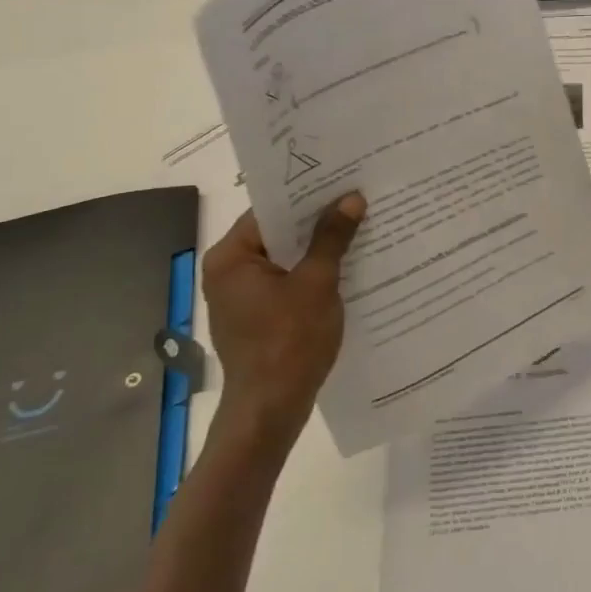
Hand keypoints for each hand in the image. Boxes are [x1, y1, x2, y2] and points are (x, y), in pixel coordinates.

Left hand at [202, 193, 365, 450]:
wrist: (271, 410)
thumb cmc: (289, 342)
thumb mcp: (317, 284)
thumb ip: (332, 238)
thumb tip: (351, 198)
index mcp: (231, 257)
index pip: (270, 211)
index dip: (308, 196)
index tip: (343, 182)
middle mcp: (229, 272)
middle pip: (278, 234)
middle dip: (318, 222)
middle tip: (359, 201)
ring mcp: (242, 296)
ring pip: (286, 259)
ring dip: (319, 249)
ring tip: (361, 230)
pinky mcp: (258, 316)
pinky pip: (288, 282)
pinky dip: (313, 274)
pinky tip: (348, 268)